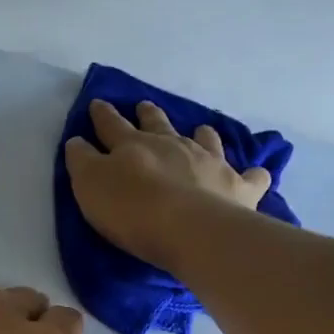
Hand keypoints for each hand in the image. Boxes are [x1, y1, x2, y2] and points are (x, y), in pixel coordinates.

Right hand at [63, 98, 271, 271]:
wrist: (188, 229)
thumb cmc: (131, 210)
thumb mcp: (90, 185)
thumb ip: (82, 161)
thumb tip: (78, 141)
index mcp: (133, 145)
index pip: (112, 125)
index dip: (102, 115)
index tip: (98, 104)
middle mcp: (173, 145)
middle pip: (158, 124)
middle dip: (148, 114)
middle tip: (144, 105)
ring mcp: (209, 162)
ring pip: (205, 139)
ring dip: (201, 133)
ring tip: (201, 129)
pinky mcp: (238, 186)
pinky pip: (251, 176)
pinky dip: (253, 174)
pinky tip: (256, 174)